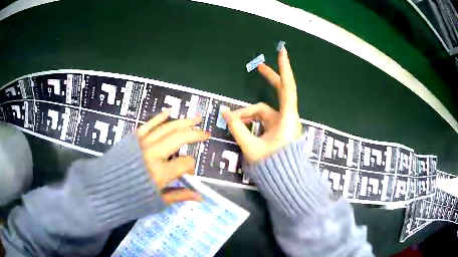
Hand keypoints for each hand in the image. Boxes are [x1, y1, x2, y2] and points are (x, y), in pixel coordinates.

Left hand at [136, 109, 209, 203]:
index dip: (191, 166)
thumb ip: (180, 195)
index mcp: (160, 172)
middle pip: (179, 138)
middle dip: (195, 134)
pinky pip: (149, 124)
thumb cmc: (132, 197)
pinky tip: (169, 112)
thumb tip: (200, 197)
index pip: (185, 162)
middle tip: (206, 133)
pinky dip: (159, 117)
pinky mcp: (134, 138)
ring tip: (196, 119)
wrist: (106, 188)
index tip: (188, 172)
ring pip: (167, 128)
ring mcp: (143, 143)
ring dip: (183, 122)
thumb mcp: (159, 201)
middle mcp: (153, 153)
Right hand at [223, 46, 301, 162]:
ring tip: (232, 119)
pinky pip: (263, 119)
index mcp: (287, 119)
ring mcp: (283, 123)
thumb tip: (225, 112)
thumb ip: (237, 128)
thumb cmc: (272, 167)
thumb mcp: (251, 147)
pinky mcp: (279, 130)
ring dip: (248, 113)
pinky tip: (240, 124)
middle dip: (269, 79)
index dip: (284, 68)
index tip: (282, 51)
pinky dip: (251, 120)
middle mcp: (288, 117)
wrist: (285, 183)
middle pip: (279, 92)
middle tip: (259, 67)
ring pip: (264, 111)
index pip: (287, 87)